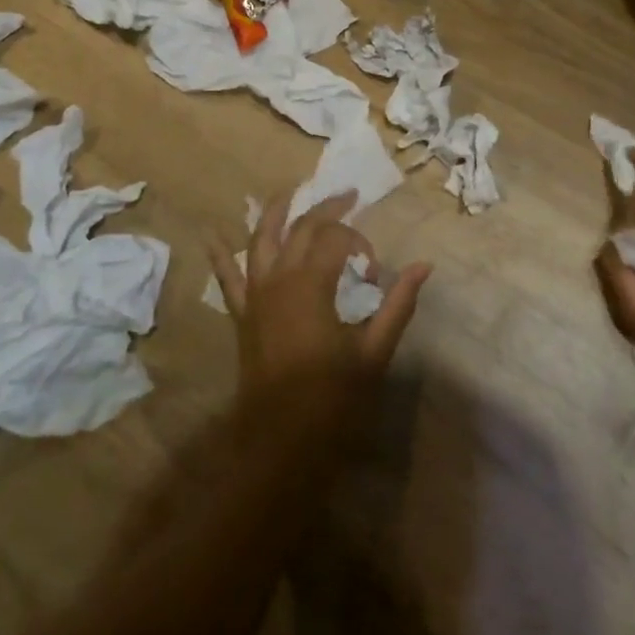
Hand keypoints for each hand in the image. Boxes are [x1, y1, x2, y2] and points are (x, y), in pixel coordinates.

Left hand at [209, 192, 430, 419]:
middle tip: (348, 195)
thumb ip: (398, 303)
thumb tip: (424, 266)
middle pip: (301, 228)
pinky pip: (227, 278)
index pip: (337, 240)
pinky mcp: (243, 314)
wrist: (280, 444)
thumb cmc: (332, 399)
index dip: (360, 246)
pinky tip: (211, 234)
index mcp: (311, 284)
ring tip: (288, 190)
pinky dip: (220, 254)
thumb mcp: (373, 351)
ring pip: (261, 239)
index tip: (375, 273)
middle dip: (326, 208)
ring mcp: (256, 295)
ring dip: (275, 211)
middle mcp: (279, 278)